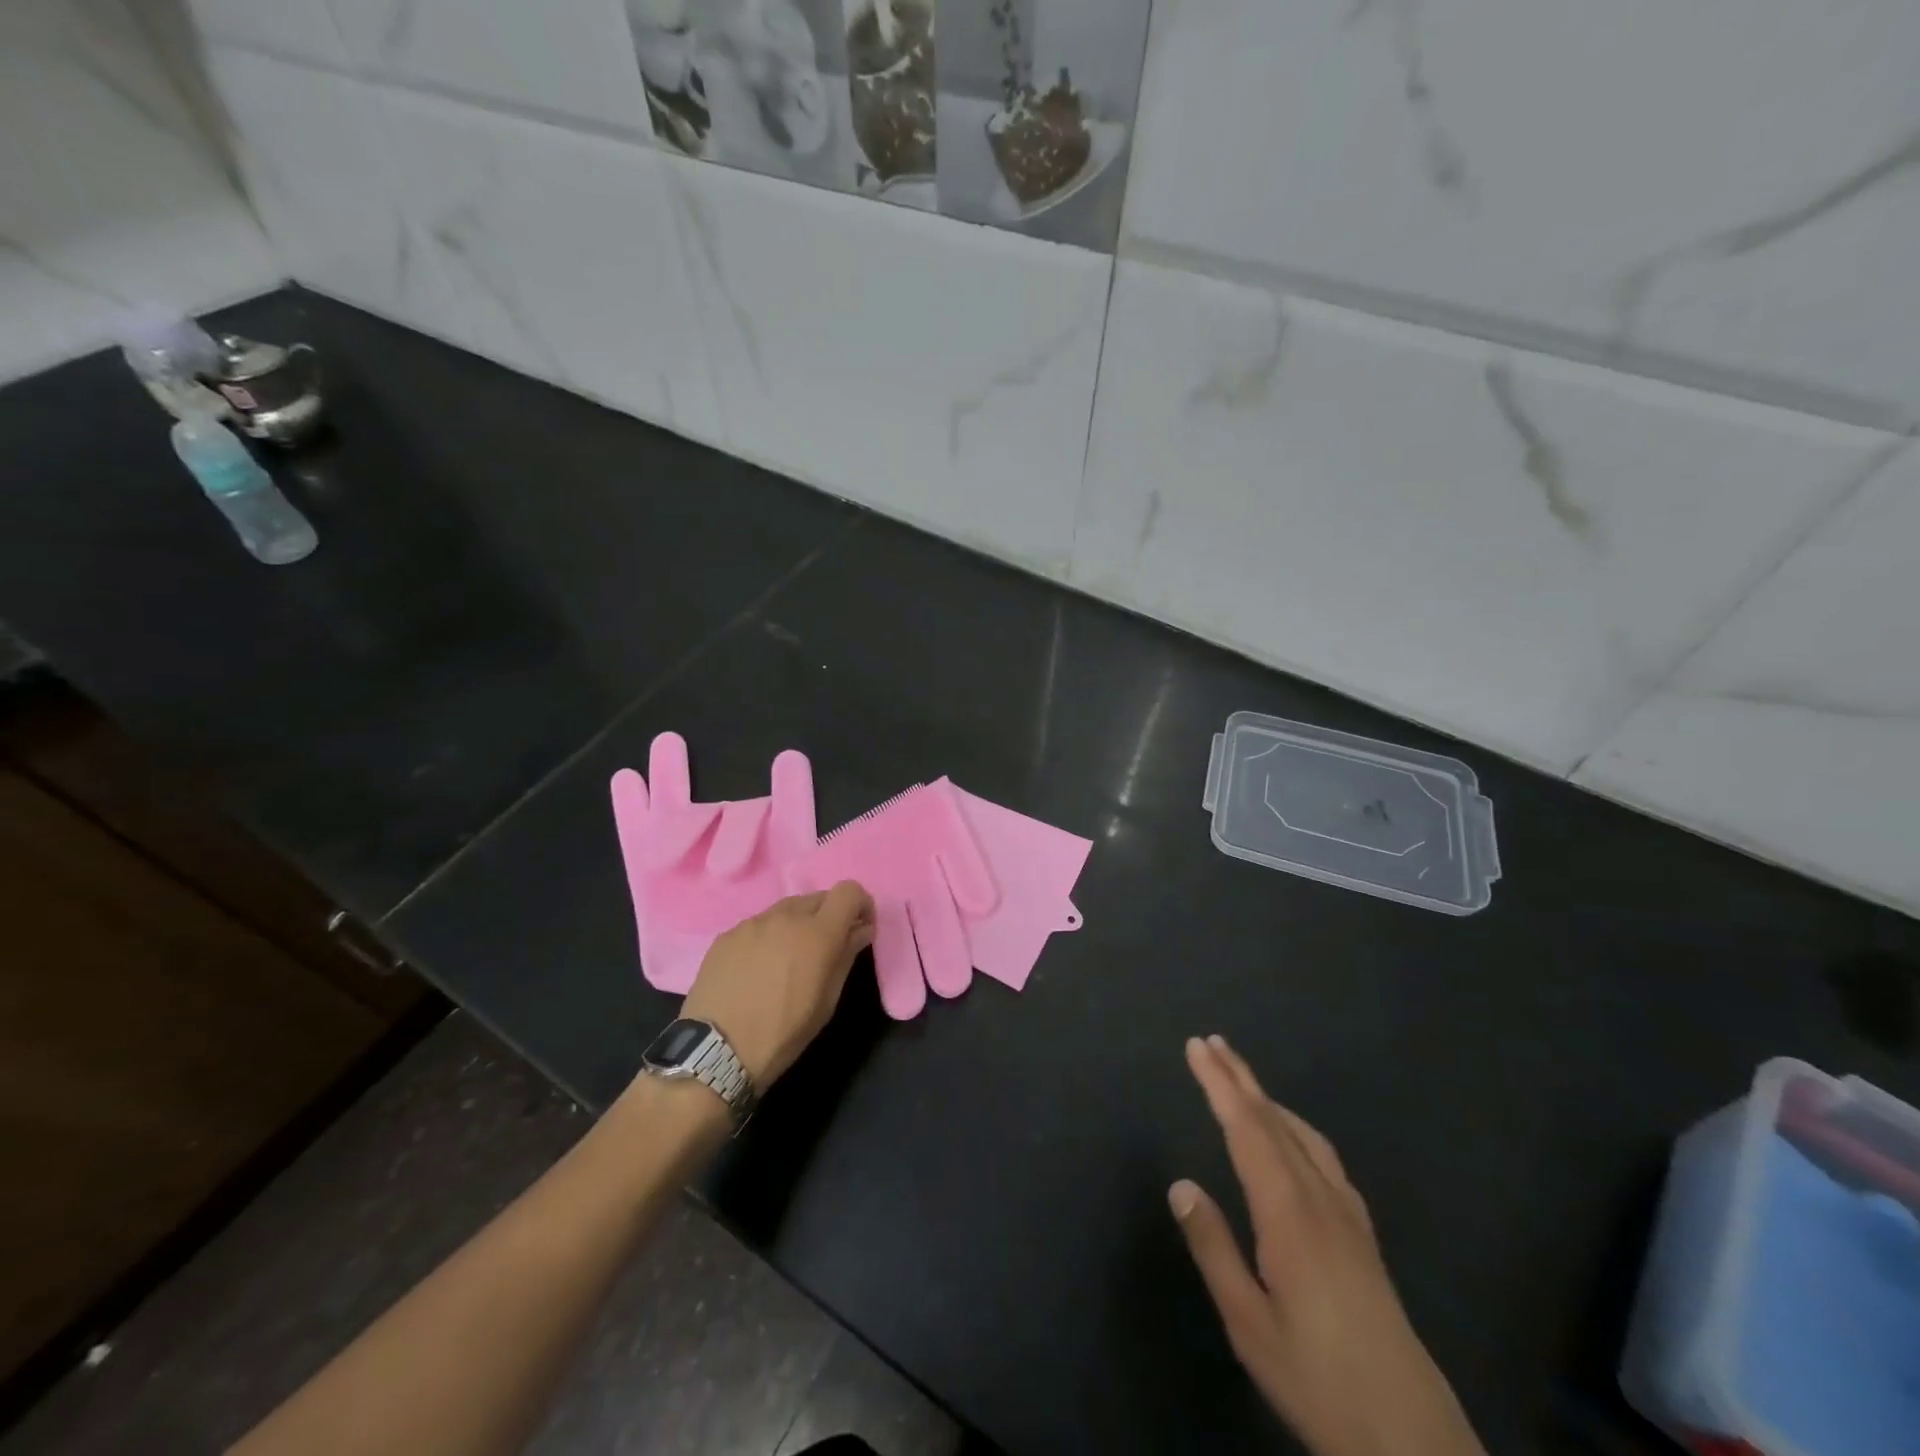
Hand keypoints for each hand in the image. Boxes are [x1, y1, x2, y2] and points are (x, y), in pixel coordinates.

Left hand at [679, 883, 875, 1085]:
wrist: (715, 1051)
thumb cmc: (783, 1032)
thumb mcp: (827, 1001)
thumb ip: (846, 956)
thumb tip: (860, 930)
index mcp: (818, 933)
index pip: (849, 891)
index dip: (859, 904)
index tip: (858, 928)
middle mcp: (786, 916)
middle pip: (818, 898)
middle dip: (829, 916)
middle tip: (824, 949)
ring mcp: (753, 923)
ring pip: (786, 909)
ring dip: (797, 925)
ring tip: (787, 961)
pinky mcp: (727, 934)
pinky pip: (758, 925)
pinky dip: (768, 937)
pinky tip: (757, 970)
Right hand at [1170, 1036, 1485, 1455]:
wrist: (1412, 1436)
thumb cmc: (1318, 1378)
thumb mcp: (1248, 1324)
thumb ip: (1213, 1248)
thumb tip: (1181, 1185)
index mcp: (1288, 1213)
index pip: (1246, 1129)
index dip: (1219, 1085)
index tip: (1197, 1048)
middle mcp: (1320, 1199)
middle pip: (1274, 1121)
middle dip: (1240, 1078)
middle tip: (1212, 1042)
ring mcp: (1348, 1215)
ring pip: (1303, 1135)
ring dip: (1268, 1099)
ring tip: (1242, 1080)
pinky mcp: (1363, 1235)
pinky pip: (1325, 1158)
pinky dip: (1297, 1128)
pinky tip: (1294, 1139)